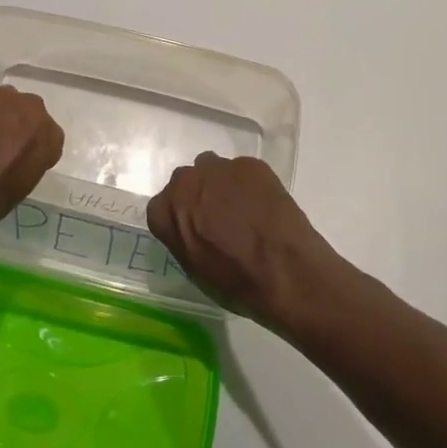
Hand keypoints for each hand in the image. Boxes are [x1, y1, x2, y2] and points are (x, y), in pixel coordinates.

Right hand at [147, 153, 353, 330]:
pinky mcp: (250, 164)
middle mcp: (186, 182)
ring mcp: (220, 169)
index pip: (161, 207)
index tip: (193, 231)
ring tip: (242, 209)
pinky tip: (263, 205)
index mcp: (166, 212)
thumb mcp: (195, 270)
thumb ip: (183, 238)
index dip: (178, 219)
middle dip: (197, 196)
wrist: (285, 271)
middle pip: (185, 182)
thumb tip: (190, 228)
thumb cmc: (236, 283)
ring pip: (212, 169)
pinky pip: (242, 170)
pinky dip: (249, 184)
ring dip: (220, 185)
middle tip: (217, 219)